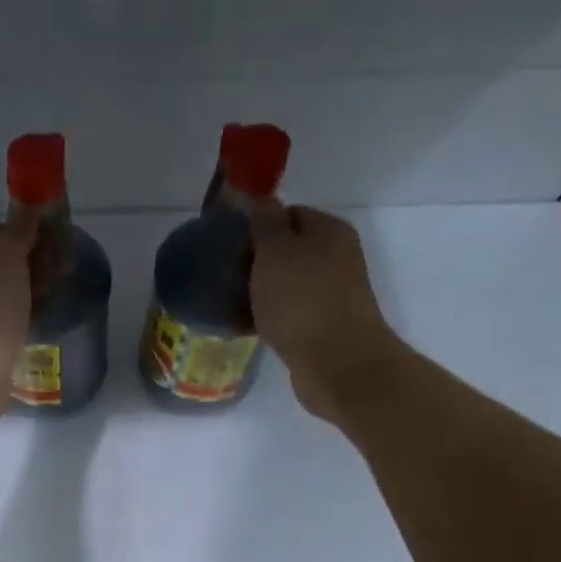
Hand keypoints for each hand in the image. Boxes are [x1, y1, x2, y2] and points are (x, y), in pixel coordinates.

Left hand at [0, 211, 38, 437]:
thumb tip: (29, 207)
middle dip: (34, 266)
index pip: (1, 231)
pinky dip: (24, 320)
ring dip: (32, 294)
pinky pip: (7, 321)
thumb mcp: (6, 252)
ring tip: (56, 301)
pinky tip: (40, 325)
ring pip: (8, 293)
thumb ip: (19, 228)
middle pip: (5, 263)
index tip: (59, 245)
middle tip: (64, 275)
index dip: (31, 235)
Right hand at [249, 203, 401, 422]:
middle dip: (254, 261)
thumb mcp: (275, 250)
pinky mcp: (324, 326)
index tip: (229, 245)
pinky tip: (245, 327)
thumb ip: (265, 221)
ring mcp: (333, 293)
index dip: (256, 226)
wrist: (336, 363)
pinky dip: (268, 316)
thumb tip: (260, 198)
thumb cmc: (301, 300)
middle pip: (286, 249)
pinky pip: (289, 312)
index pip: (287, 213)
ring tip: (228, 303)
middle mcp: (336, 256)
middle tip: (223, 276)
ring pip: (286, 283)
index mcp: (328, 230)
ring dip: (259, 291)